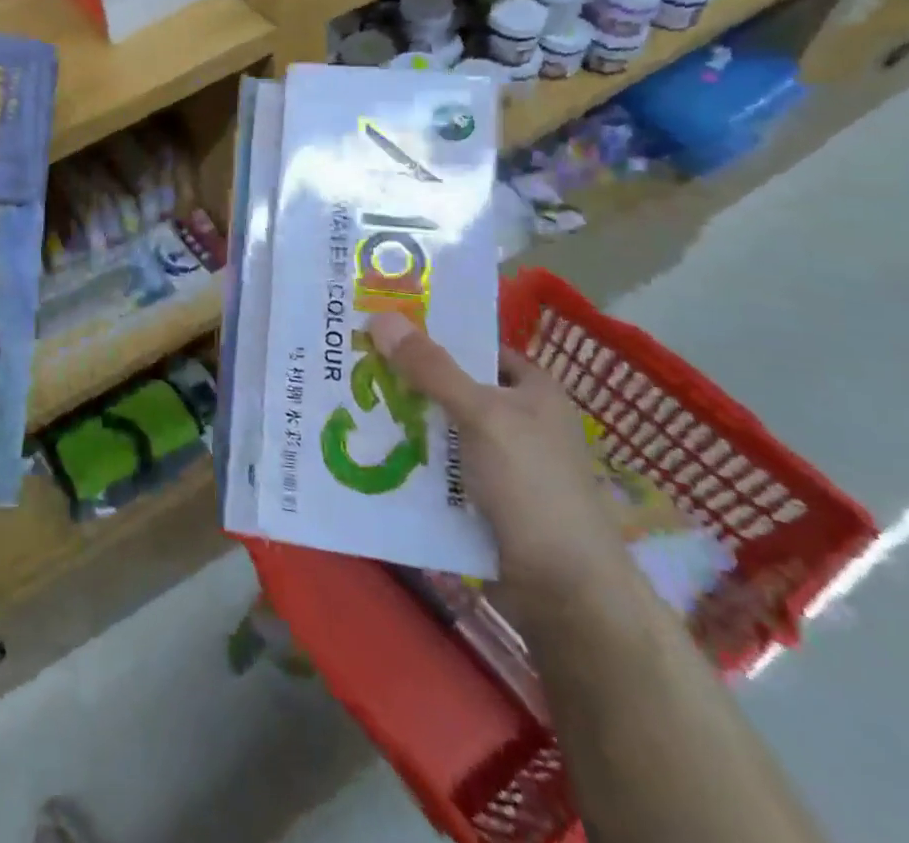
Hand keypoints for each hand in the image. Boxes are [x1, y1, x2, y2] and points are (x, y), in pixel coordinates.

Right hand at [368, 311, 633, 606]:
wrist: (563, 592)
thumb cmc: (533, 487)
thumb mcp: (482, 415)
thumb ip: (432, 368)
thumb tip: (381, 316)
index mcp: (533, 391)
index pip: (476, 346)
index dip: (433, 332)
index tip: (380, 322)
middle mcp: (516, 420)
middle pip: (450, 385)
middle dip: (404, 376)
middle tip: (349, 357)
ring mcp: (496, 462)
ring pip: (437, 427)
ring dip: (399, 418)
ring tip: (345, 397)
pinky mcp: (478, 498)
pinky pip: (434, 464)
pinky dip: (405, 455)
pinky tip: (364, 446)